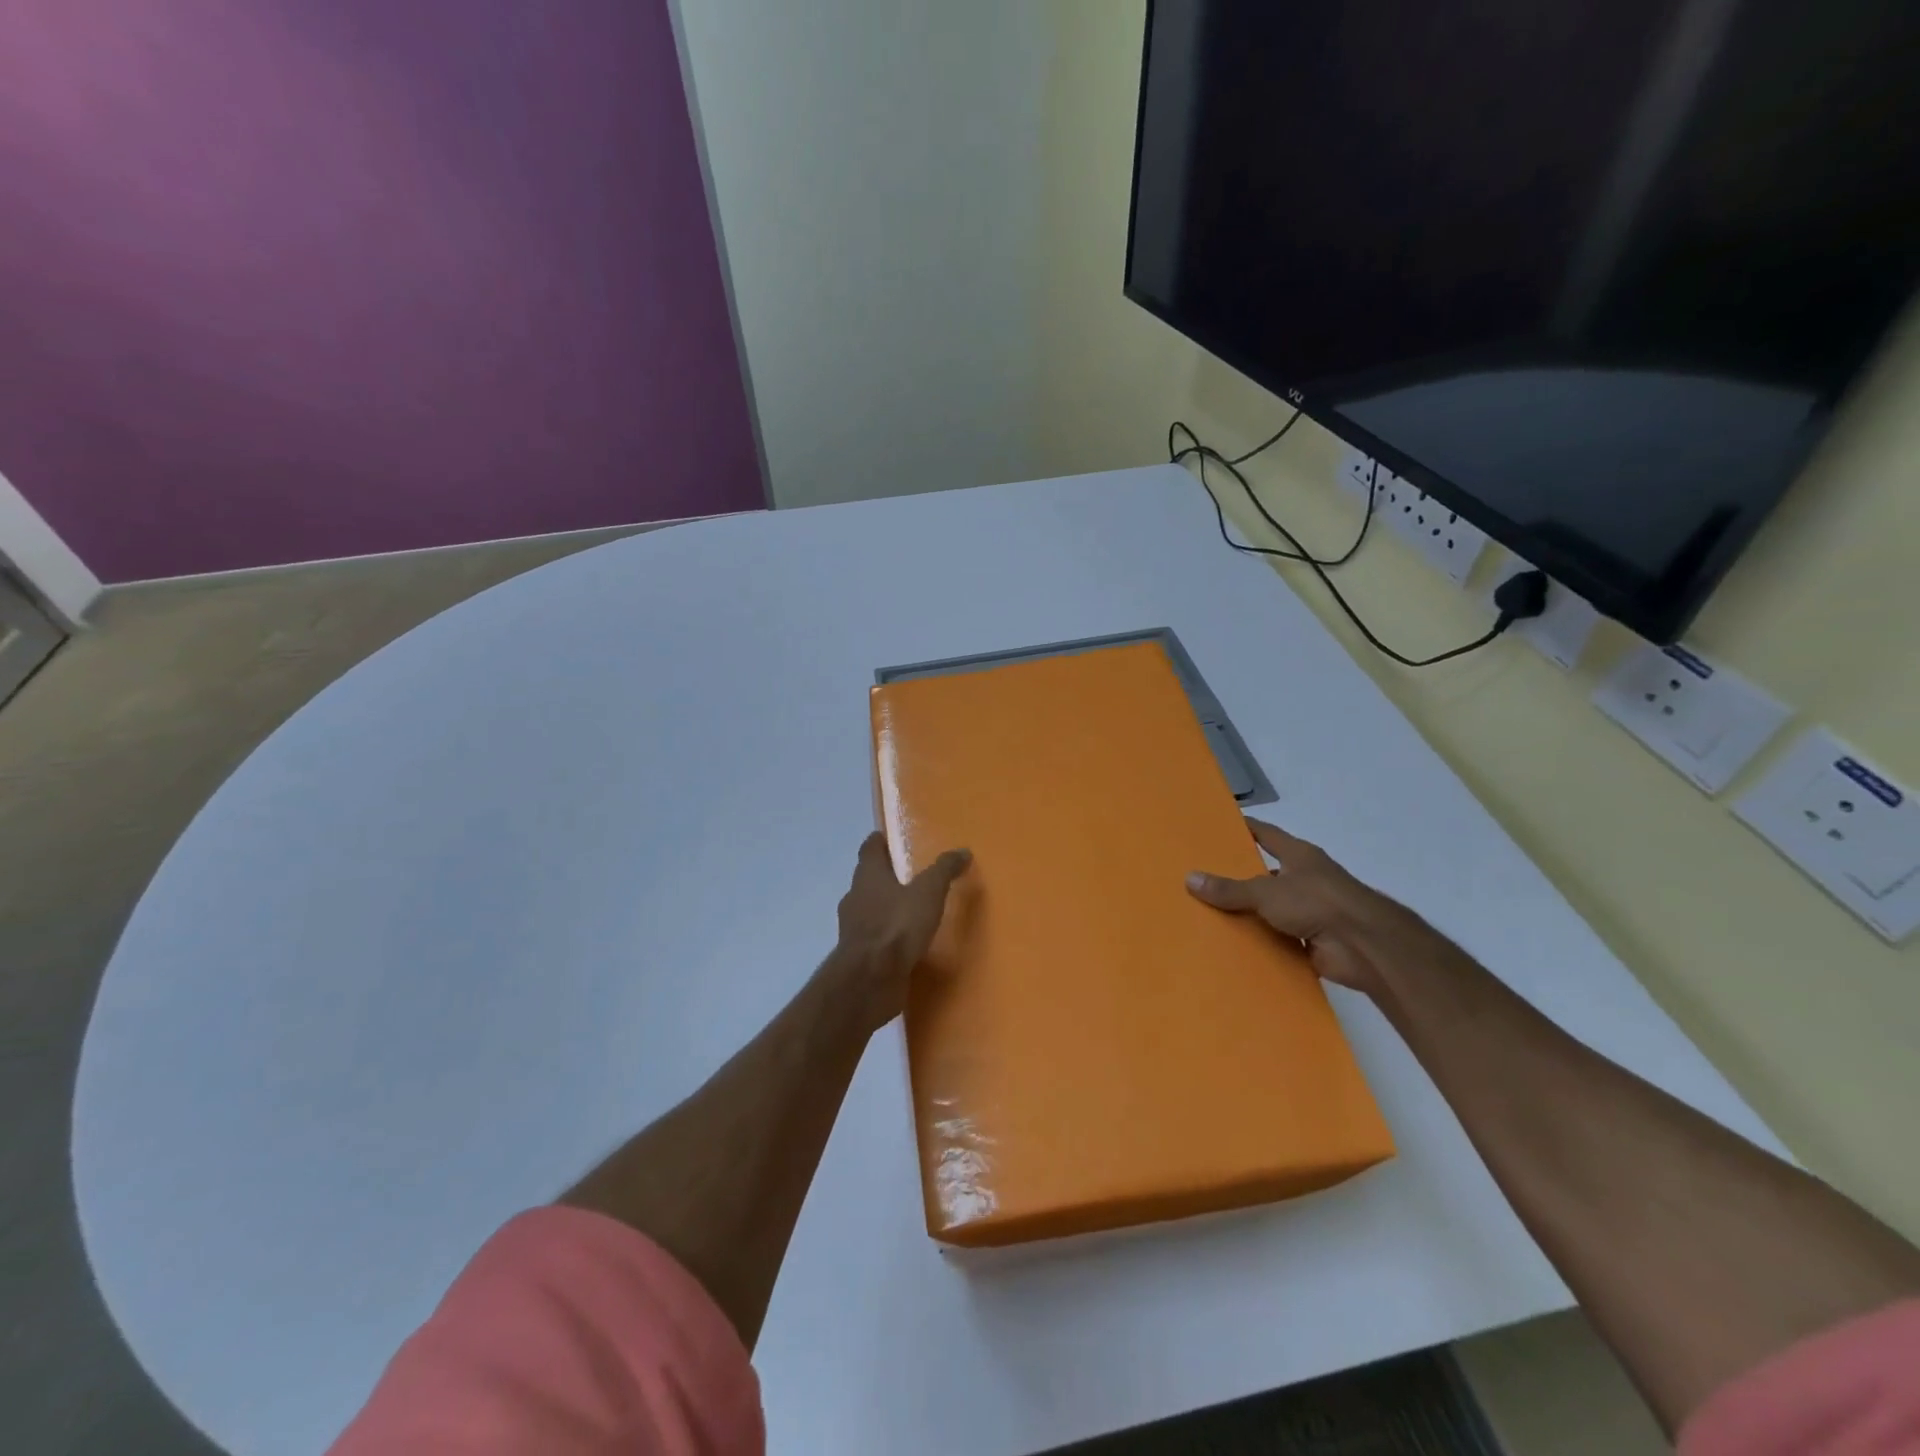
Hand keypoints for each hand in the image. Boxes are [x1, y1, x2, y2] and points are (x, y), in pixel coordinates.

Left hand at [828, 832, 972, 1031]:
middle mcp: (855, 898)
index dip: (879, 841)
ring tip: (912, 910)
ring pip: (870, 909)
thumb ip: (944, 870)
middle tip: (909, 874)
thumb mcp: (928, 892)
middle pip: (868, 879)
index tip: (889, 837)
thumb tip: (962, 851)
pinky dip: (888, 936)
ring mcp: (854, 929)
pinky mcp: (860, 956)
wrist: (870, 980)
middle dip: (886, 876)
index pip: (870, 849)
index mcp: (868, 876)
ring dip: (886, 908)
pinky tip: (906, 942)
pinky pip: (876, 938)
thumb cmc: (897, 926)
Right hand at [1186, 817, 1437, 999]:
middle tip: (1201, 877)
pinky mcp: (1310, 941)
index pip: (1266, 834)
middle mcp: (1304, 879)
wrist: (1364, 946)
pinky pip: (1277, 938)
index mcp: (1298, 856)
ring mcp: (1309, 911)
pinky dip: (1259, 942)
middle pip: (1265, 873)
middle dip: (1237, 876)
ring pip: (1270, 909)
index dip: (1245, 828)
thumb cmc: (1318, 902)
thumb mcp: (1266, 892)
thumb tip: (1190, 878)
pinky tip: (1231, 945)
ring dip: (1247, 913)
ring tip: (1206, 913)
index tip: (1218, 826)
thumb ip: (1229, 889)